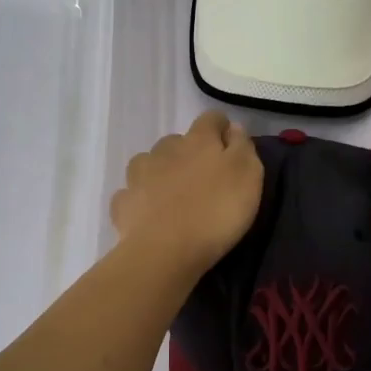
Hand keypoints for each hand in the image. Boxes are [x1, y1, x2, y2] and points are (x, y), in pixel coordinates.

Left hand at [111, 111, 263, 277]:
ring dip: (161, 172)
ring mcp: (139, 175)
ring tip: (172, 195)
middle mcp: (165, 149)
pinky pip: (131, 193)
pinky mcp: (123, 202)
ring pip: (150, 162)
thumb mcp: (248, 176)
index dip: (222, 129)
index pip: (211, 119)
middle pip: (178, 141)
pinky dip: (140, 199)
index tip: (231, 147)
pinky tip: (148, 214)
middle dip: (189, 153)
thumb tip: (233, 128)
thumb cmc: (215, 212)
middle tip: (203, 180)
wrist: (165, 251)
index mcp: (198, 141)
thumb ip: (242, 147)